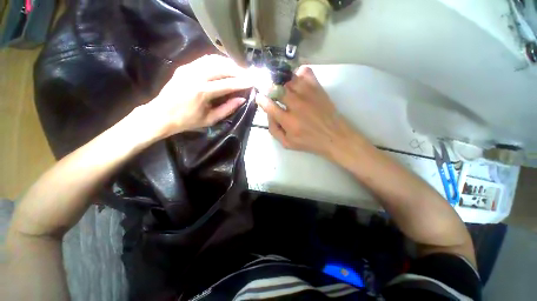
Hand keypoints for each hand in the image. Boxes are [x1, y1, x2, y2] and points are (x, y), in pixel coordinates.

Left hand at [141, 55, 251, 138]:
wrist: (160, 114)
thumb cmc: (187, 121)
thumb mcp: (210, 119)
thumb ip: (228, 109)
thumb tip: (242, 99)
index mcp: (201, 92)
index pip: (227, 84)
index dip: (242, 82)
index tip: (253, 81)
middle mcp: (195, 76)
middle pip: (221, 67)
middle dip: (237, 70)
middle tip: (248, 74)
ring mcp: (188, 68)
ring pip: (213, 60)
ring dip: (228, 64)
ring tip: (239, 70)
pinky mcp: (184, 66)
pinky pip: (205, 60)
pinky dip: (218, 61)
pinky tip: (225, 67)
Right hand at [256, 66, 354, 157]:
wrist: (334, 136)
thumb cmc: (309, 142)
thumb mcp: (287, 143)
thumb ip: (274, 130)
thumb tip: (268, 115)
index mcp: (288, 121)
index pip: (269, 106)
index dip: (261, 100)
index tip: (260, 97)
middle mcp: (296, 105)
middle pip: (277, 89)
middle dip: (270, 89)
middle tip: (271, 92)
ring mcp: (308, 94)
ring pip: (289, 79)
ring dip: (282, 82)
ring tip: (283, 88)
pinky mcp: (317, 88)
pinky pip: (305, 72)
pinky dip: (298, 73)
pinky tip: (297, 80)